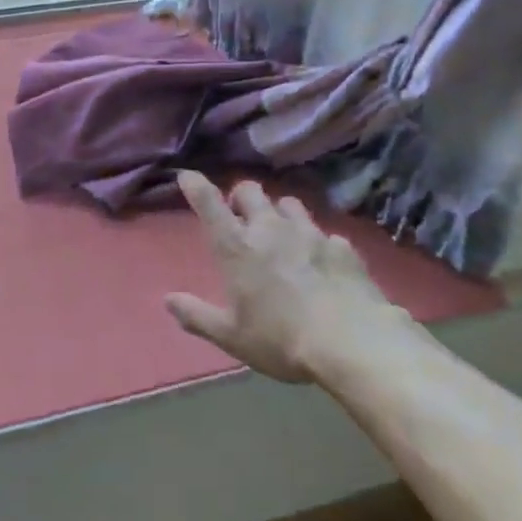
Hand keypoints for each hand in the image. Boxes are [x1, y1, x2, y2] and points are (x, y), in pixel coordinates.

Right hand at [165, 172, 402, 383]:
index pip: (209, 204)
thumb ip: (197, 316)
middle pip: (250, 191)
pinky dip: (317, 242)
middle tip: (241, 216)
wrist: (353, 344)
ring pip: (289, 203)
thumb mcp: (231, 337)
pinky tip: (322, 262)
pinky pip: (324, 233)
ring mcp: (309, 233)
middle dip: (241, 197)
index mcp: (237, 247)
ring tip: (282, 233)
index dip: (195, 185)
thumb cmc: (281, 340)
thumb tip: (168, 300)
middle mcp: (270, 229)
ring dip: (279, 213)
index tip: (187, 176)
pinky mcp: (342, 246)